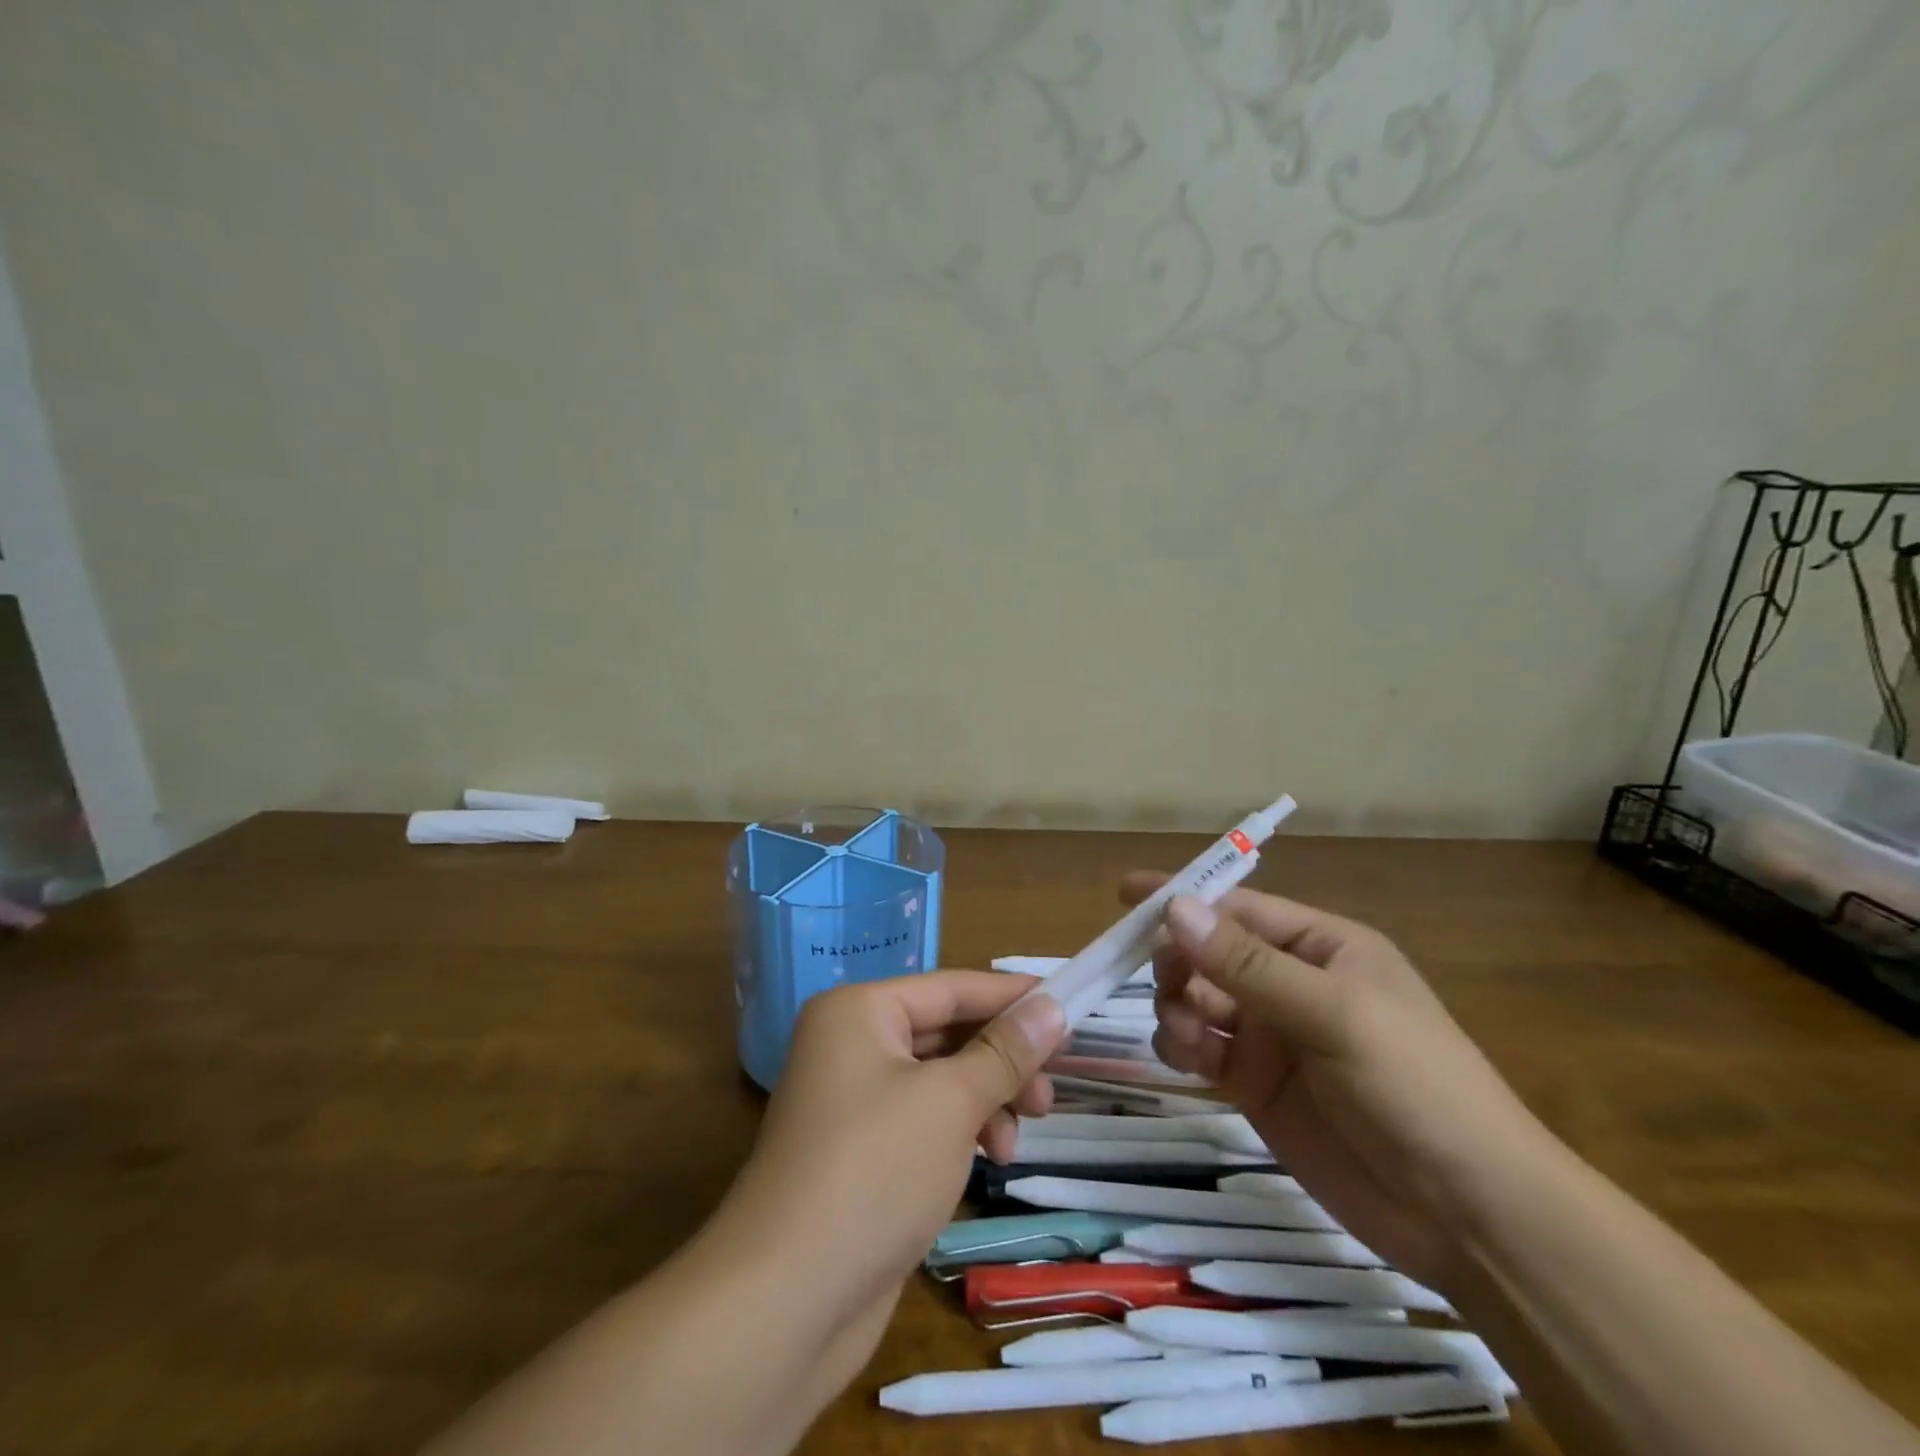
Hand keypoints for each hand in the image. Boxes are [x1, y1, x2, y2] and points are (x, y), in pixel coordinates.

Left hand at [714, 972, 1066, 1327]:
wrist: (786, 1301)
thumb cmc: (874, 1172)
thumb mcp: (951, 1102)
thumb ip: (1005, 1052)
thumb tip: (1053, 1007)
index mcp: (859, 1012)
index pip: (950, 988)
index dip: (1010, 996)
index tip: (1067, 1004)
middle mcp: (851, 1044)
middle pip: (946, 1034)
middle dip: (1001, 1061)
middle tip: (1049, 1093)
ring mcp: (854, 1101)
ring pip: (940, 1080)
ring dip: (986, 1101)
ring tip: (1018, 1140)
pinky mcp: (862, 1152)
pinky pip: (925, 1120)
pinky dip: (962, 1131)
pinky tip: (990, 1160)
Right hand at [1130, 876, 1552, 1287]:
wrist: (1469, 1215)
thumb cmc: (1416, 1087)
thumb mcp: (1335, 1014)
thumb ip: (1249, 964)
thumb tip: (1175, 909)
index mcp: (1319, 947)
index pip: (1236, 908)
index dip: (1182, 899)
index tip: (1124, 895)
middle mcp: (1288, 983)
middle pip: (1206, 953)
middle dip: (1177, 961)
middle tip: (1168, 985)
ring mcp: (1269, 1036)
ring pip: (1193, 1000)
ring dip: (1175, 1008)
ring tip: (1188, 1037)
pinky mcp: (1253, 1084)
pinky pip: (1198, 1048)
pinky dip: (1181, 1046)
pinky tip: (1189, 1060)